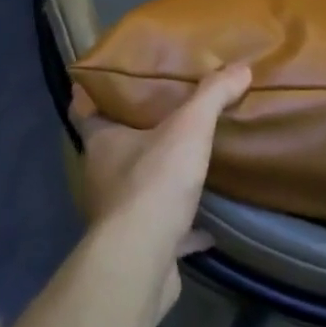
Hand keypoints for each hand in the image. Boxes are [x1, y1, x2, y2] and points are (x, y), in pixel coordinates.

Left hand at [69, 65, 252, 315]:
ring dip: (157, 181)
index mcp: (102, 142)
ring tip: (185, 164)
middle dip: (134, 134)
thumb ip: (211, 96)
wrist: (142, 259)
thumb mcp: (188, 129)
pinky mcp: (139, 247)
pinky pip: (164, 232)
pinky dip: (183, 229)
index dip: (94, 94)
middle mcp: (102, 175)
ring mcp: (118, 214)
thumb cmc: (153, 183)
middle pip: (114, 148)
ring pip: (136, 190)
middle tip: (165, 115)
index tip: (111, 80)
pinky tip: (208, 229)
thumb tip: (241, 67)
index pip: (84, 109)